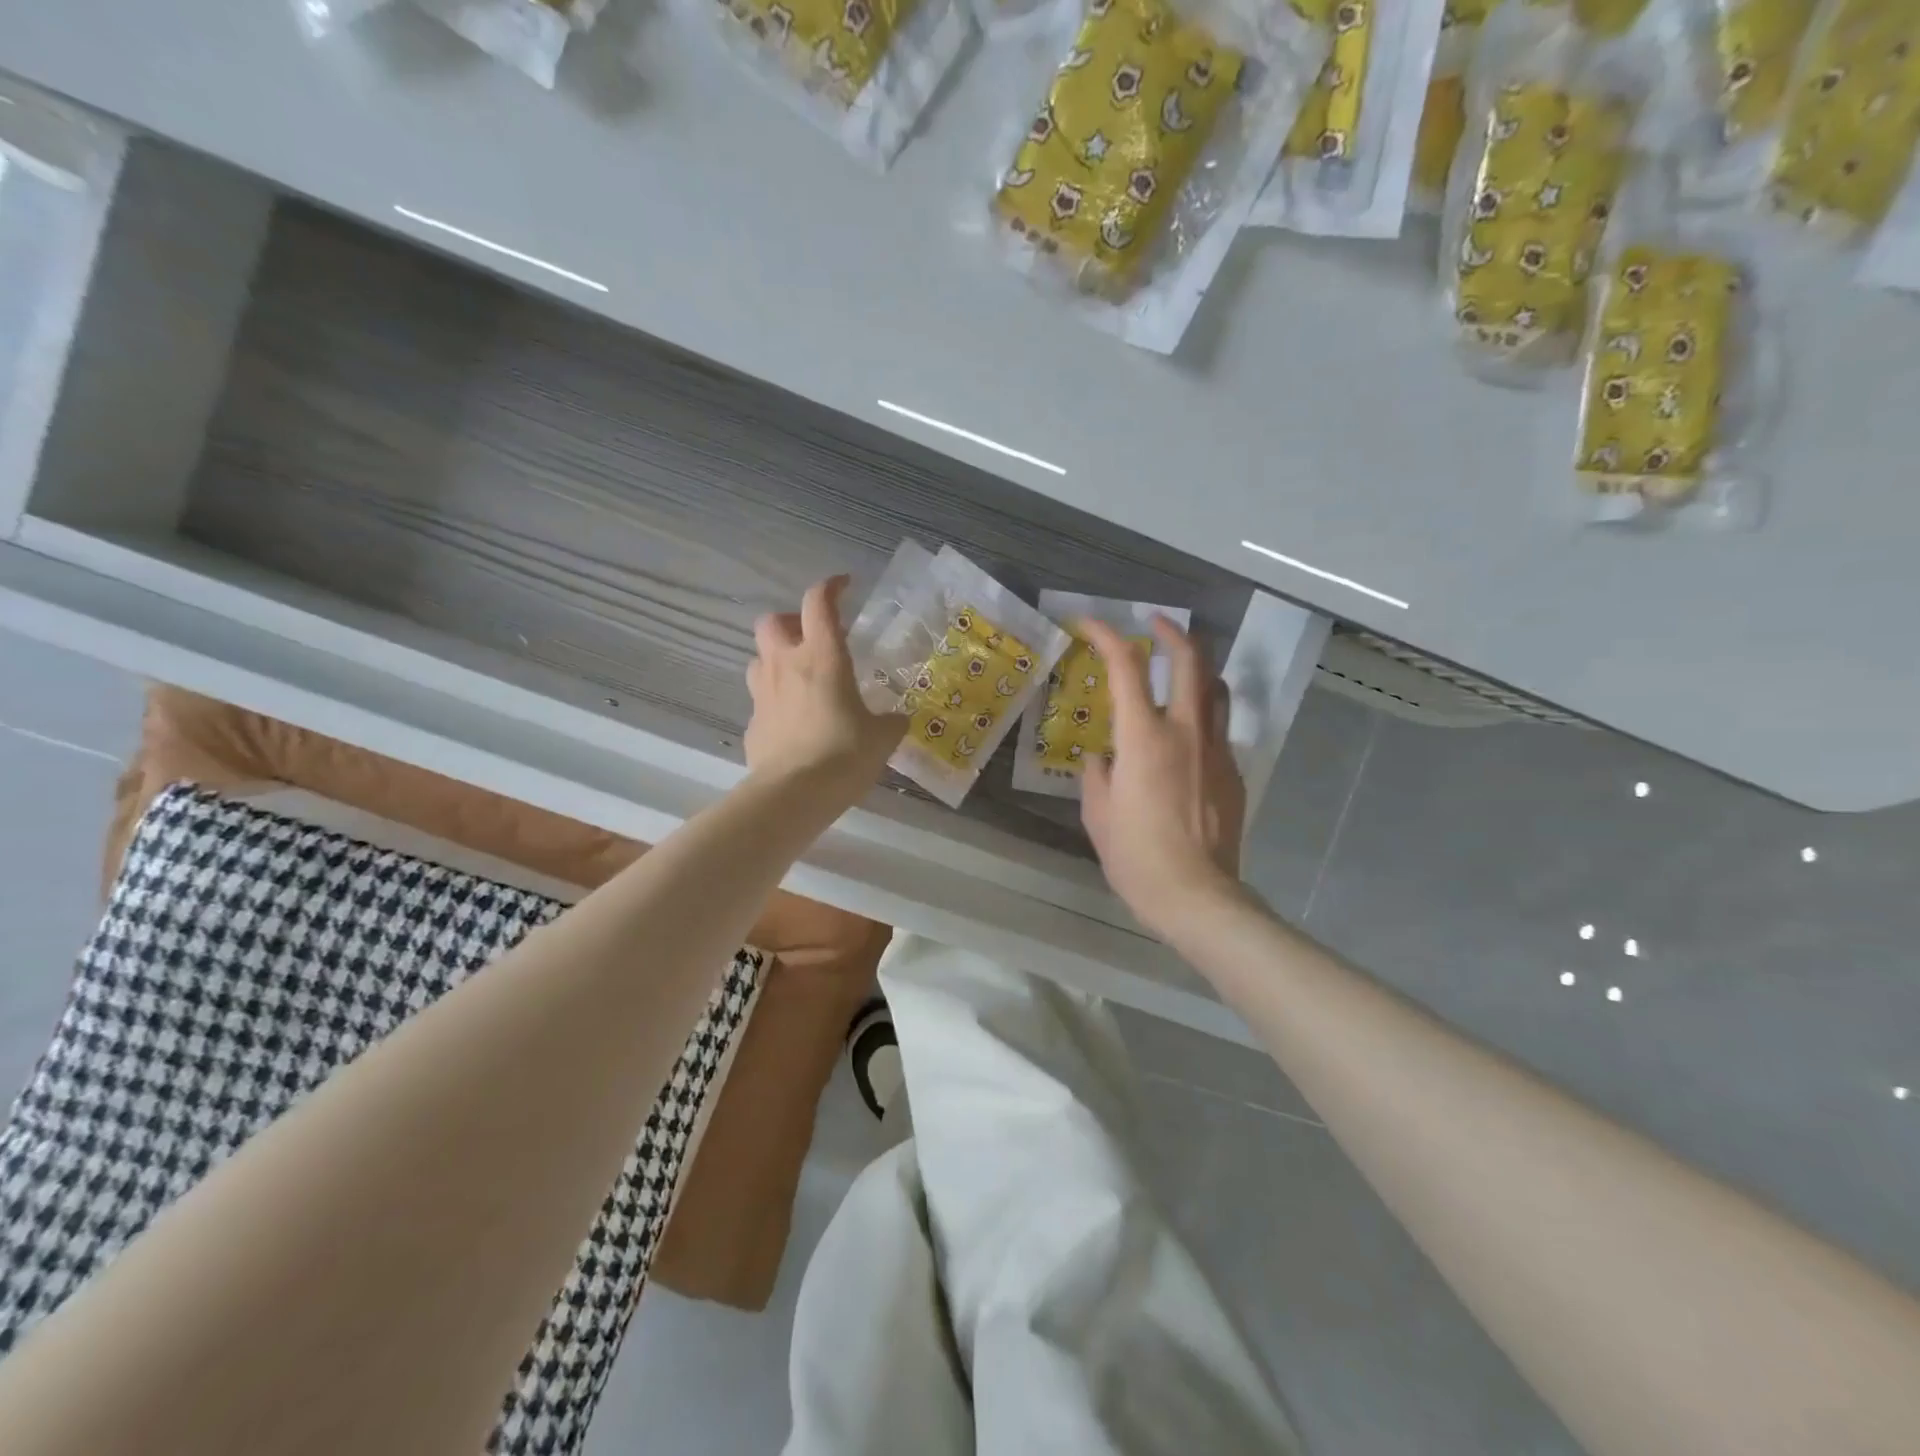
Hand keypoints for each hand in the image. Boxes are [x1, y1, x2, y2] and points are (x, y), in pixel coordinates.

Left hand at [745, 576, 904, 793]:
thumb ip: (890, 722)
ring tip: (799, 678)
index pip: (818, 602)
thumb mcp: (882, 738)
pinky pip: (761, 700)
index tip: (844, 587)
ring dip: (776, 659)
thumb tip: (897, 719)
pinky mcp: (752, 724)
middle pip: (771, 621)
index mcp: (822, 657)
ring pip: (758, 658)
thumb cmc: (844, 755)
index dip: (830, 587)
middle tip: (811, 638)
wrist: (793, 795)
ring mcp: (763, 694)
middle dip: (789, 621)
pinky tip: (793, 722)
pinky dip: (775, 701)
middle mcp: (786, 665)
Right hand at [1081, 617, 1245, 940]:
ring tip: (1178, 669)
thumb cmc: (1136, 856)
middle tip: (1154, 623)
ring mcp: (1216, 750)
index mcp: (1144, 738)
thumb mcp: (1098, 815)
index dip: (1107, 637)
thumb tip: (1102, 759)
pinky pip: (1219, 728)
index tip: (1092, 624)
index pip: (1126, 668)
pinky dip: (1202, 714)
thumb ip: (1097, 775)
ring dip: (1197, 667)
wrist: (1197, 895)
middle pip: (1190, 660)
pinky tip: (1185, 736)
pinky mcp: (1233, 772)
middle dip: (1172, 632)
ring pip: (1216, 688)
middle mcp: (1186, 731)